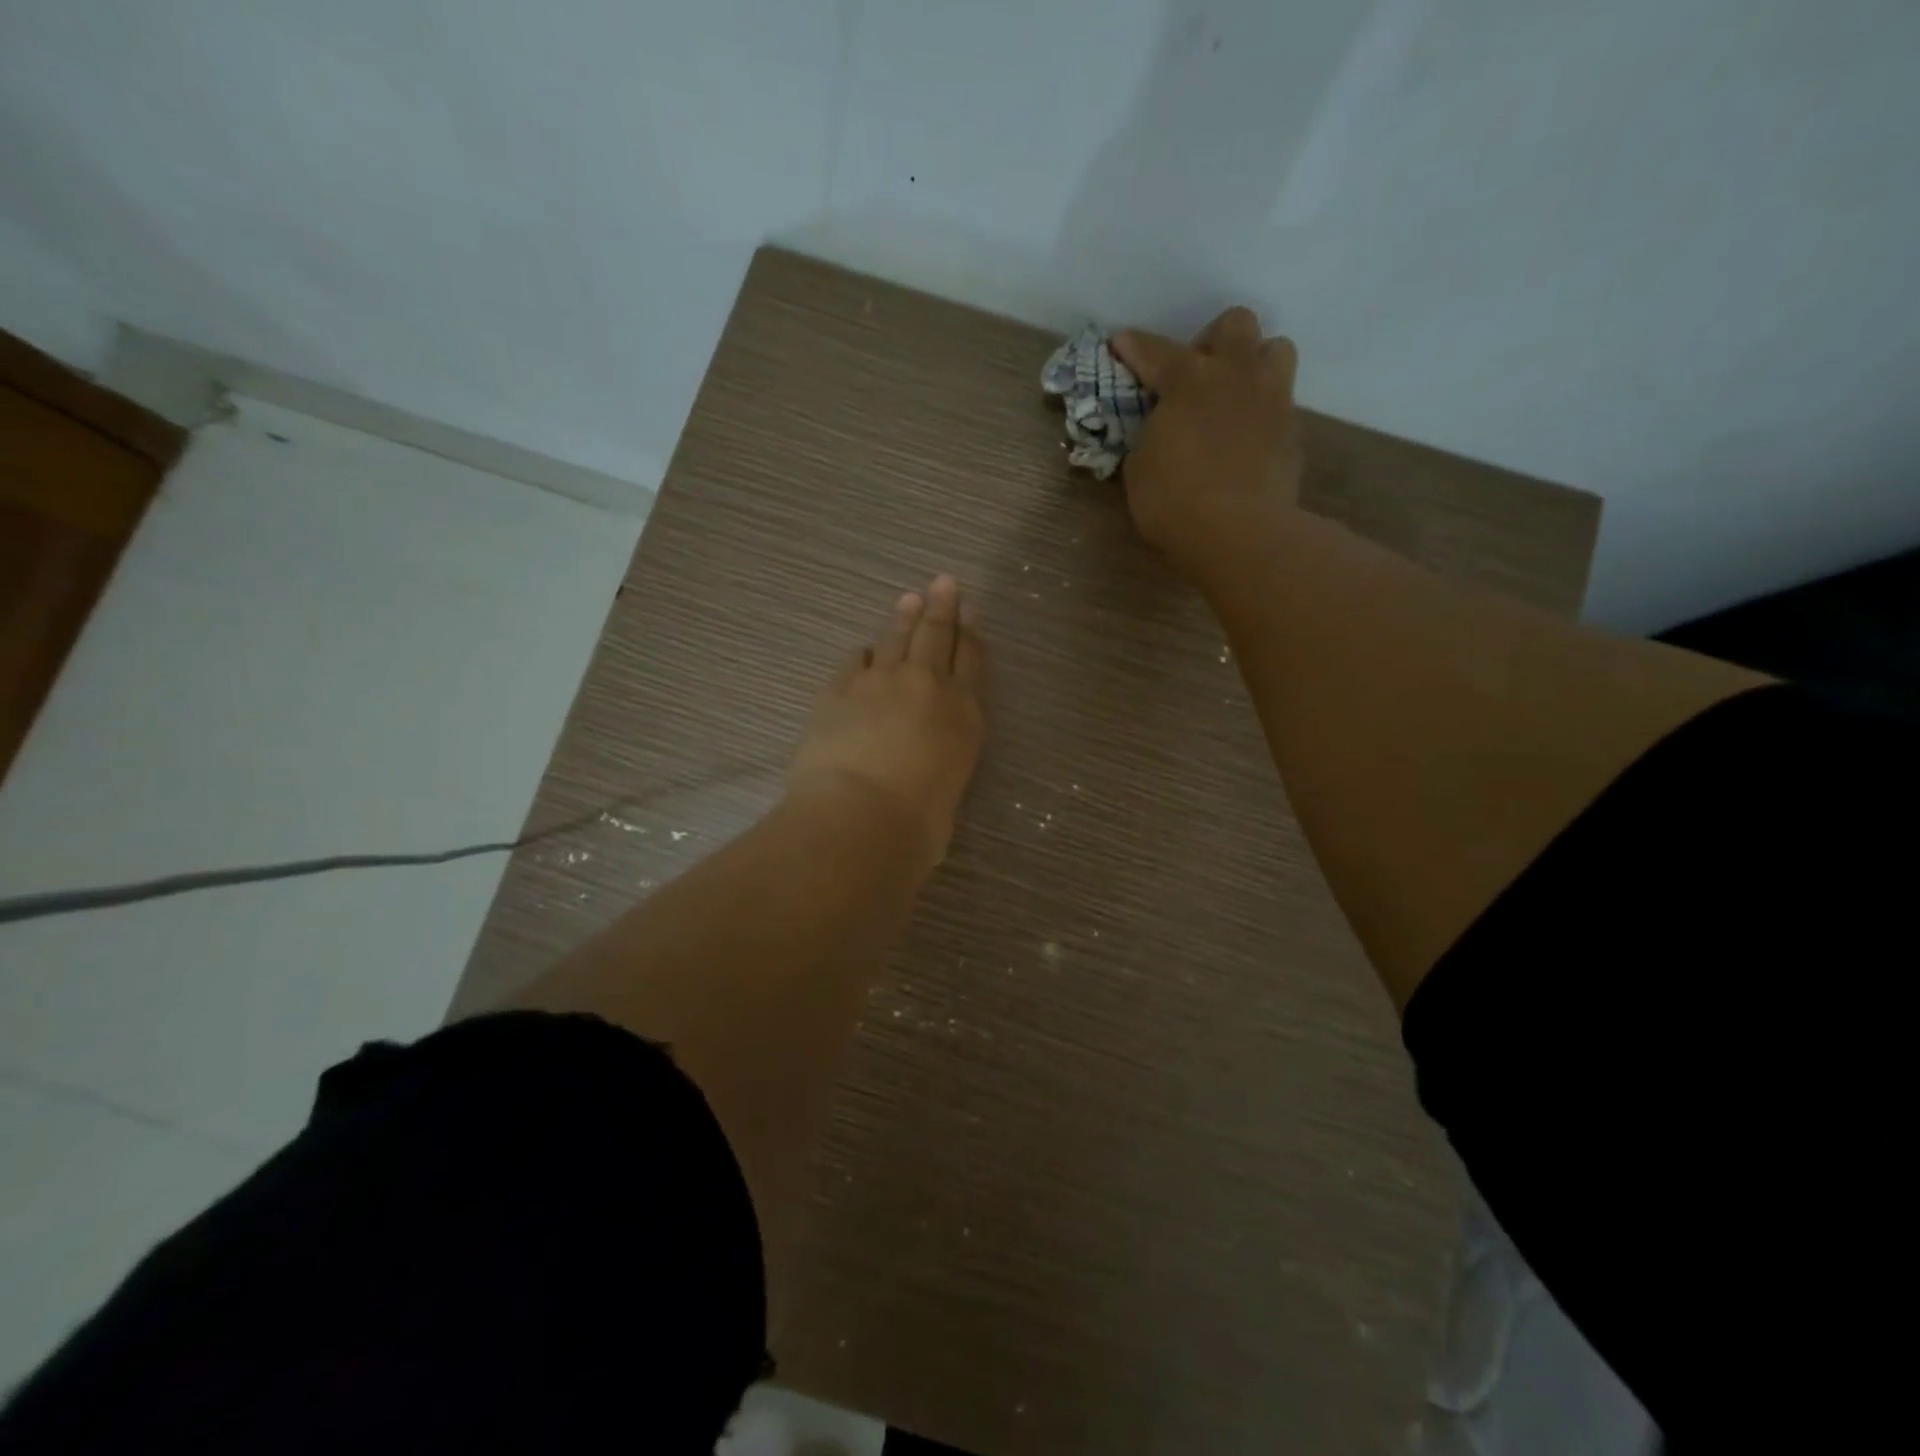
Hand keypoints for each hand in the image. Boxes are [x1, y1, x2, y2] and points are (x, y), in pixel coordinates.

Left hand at [787, 574, 985, 870]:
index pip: (972, 660)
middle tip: (943, 582)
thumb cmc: (919, 822)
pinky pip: (855, 661)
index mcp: (963, 712)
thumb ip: (942, 762)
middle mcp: (925, 685)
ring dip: (903, 618)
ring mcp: (879, 682)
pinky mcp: (838, 690)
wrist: (860, 816)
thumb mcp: (949, 789)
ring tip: (908, 600)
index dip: (972, 632)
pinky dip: (863, 654)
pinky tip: (864, 650)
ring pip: (895, 638)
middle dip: (941, 607)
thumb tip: (927, 760)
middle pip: (936, 635)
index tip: (971, 609)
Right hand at [1111, 308, 1303, 576]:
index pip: (1156, 351)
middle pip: (1236, 324)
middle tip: (1197, 374)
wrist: (1239, 534)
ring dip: (1252, 364)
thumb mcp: (1140, 468)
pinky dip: (1261, 412)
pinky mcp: (1293, 431)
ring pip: (1276, 350)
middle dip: (1213, 341)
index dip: (1134, 346)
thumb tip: (1161, 431)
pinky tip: (1245, 440)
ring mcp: (1271, 399)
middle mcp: (1236, 375)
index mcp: (1189, 380)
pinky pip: (1280, 402)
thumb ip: (1151, 436)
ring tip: (1233, 397)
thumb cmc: (1174, 502)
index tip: (1121, 342)